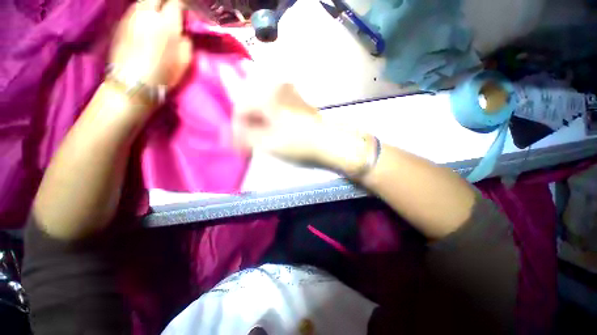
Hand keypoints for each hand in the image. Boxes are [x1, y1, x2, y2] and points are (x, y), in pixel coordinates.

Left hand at [109, 0, 191, 89]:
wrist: (132, 83)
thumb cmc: (163, 74)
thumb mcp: (185, 61)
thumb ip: (187, 41)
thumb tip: (184, 31)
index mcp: (166, 23)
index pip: (176, 1)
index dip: (182, 5)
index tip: (185, 12)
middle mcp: (147, 13)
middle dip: (166, 1)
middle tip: (171, 11)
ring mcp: (131, 15)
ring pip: (144, 1)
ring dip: (153, 5)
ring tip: (158, 16)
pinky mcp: (121, 22)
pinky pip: (135, 9)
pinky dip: (143, 11)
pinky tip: (145, 22)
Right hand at [232, 83, 323, 161]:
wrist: (330, 143)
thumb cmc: (299, 144)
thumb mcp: (268, 143)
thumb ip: (246, 137)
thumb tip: (234, 136)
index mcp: (267, 94)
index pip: (240, 108)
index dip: (236, 128)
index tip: (238, 144)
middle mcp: (277, 87)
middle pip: (252, 106)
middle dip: (247, 126)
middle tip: (247, 143)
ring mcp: (289, 93)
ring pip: (263, 107)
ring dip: (258, 123)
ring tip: (259, 140)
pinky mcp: (297, 101)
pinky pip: (275, 108)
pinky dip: (269, 121)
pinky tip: (271, 133)